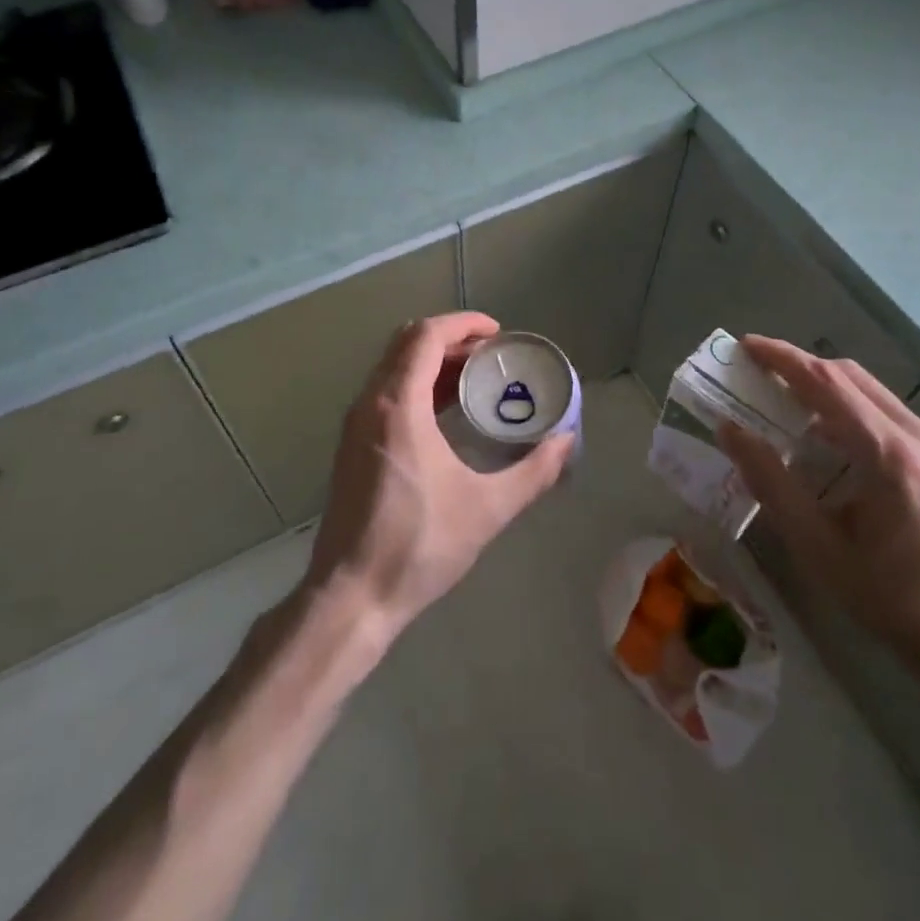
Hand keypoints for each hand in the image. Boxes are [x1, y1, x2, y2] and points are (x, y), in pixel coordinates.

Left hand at [302, 312, 573, 639]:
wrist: (351, 596)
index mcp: (398, 406)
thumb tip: (567, 441)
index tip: (498, 333)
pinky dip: (418, 384)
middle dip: (451, 339)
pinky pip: (386, 392)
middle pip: (407, 343)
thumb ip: (534, 471)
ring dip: (433, 362)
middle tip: (492, 356)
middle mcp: (370, 403)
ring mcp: (356, 424)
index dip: (463, 324)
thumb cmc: (419, 545)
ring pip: (394, 367)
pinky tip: (447, 414)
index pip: (425, 336)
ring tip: (476, 380)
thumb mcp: (487, 508)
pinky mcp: (352, 445)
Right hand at [716, 336, 919, 696]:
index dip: (782, 358)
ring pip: (879, 397)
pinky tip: (845, 452)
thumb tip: (730, 430)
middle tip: (762, 378)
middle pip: (854, 378)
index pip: (826, 382)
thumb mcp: (819, 548)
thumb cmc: (896, 604)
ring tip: (795, 413)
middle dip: (804, 368)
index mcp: (890, 455)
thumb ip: (771, 483)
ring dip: (832, 392)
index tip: (746, 346)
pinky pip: (900, 421)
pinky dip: (861, 416)